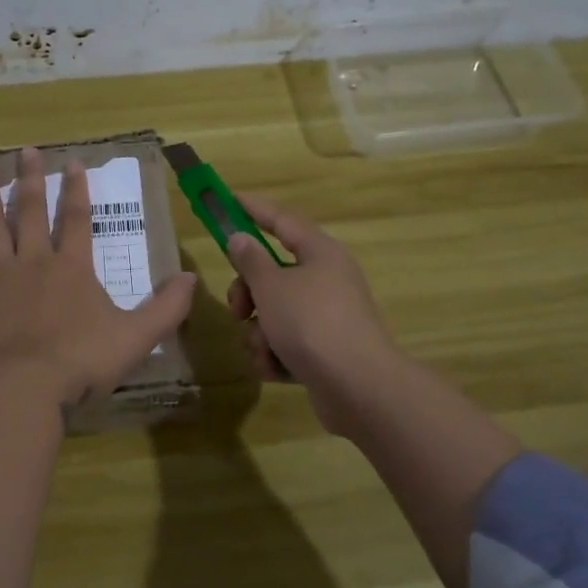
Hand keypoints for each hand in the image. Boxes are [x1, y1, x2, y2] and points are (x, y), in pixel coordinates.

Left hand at [0, 147, 196, 407]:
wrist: (25, 386)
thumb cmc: (82, 360)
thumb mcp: (136, 336)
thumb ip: (166, 308)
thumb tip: (192, 279)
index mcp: (71, 267)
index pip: (76, 218)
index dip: (76, 189)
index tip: (73, 162)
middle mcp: (32, 262)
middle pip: (28, 212)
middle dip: (28, 179)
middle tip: (24, 151)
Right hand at [224, 193, 407, 433]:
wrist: (358, 388)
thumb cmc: (312, 324)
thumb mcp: (271, 287)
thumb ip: (251, 260)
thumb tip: (241, 238)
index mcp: (320, 253)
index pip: (282, 220)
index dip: (253, 209)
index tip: (228, 199)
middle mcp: (327, 280)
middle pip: (273, 274)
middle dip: (248, 294)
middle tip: (237, 310)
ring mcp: (327, 318)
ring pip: (275, 313)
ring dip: (260, 332)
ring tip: (264, 349)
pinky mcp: (325, 352)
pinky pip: (288, 343)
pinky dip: (276, 355)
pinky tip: (275, 369)